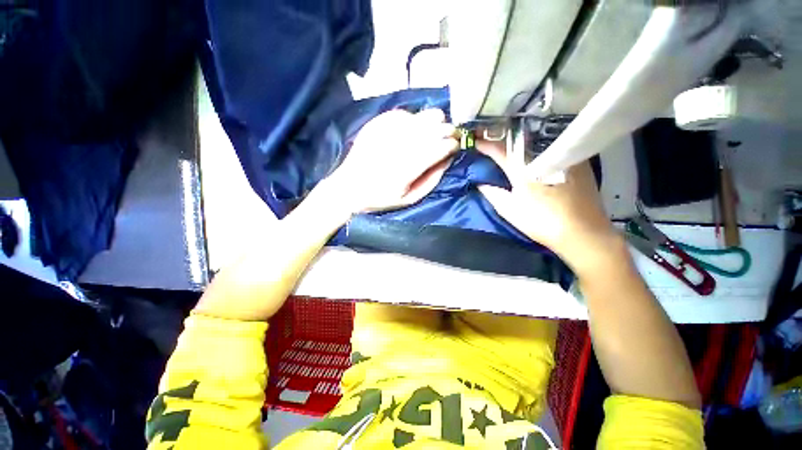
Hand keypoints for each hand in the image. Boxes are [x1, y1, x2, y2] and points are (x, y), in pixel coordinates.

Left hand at [325, 108, 458, 212]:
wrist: (348, 187)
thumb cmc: (380, 198)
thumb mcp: (409, 199)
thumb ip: (431, 180)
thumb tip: (448, 159)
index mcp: (407, 168)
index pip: (439, 147)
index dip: (452, 144)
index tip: (456, 146)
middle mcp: (400, 145)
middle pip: (434, 127)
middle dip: (448, 130)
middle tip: (449, 137)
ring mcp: (388, 131)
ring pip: (423, 115)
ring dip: (434, 122)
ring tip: (434, 131)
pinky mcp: (378, 123)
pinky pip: (405, 114)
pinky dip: (415, 120)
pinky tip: (413, 129)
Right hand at [475, 139, 623, 274]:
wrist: (582, 233)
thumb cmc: (541, 222)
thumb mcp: (509, 210)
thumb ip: (492, 194)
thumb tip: (480, 183)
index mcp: (523, 169)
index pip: (500, 150)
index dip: (486, 145)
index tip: (476, 141)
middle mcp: (544, 156)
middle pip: (520, 139)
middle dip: (503, 137)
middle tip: (491, 137)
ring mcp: (563, 157)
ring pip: (538, 140)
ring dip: (522, 138)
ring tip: (511, 140)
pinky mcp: (578, 162)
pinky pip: (554, 145)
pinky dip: (540, 144)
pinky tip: (536, 149)